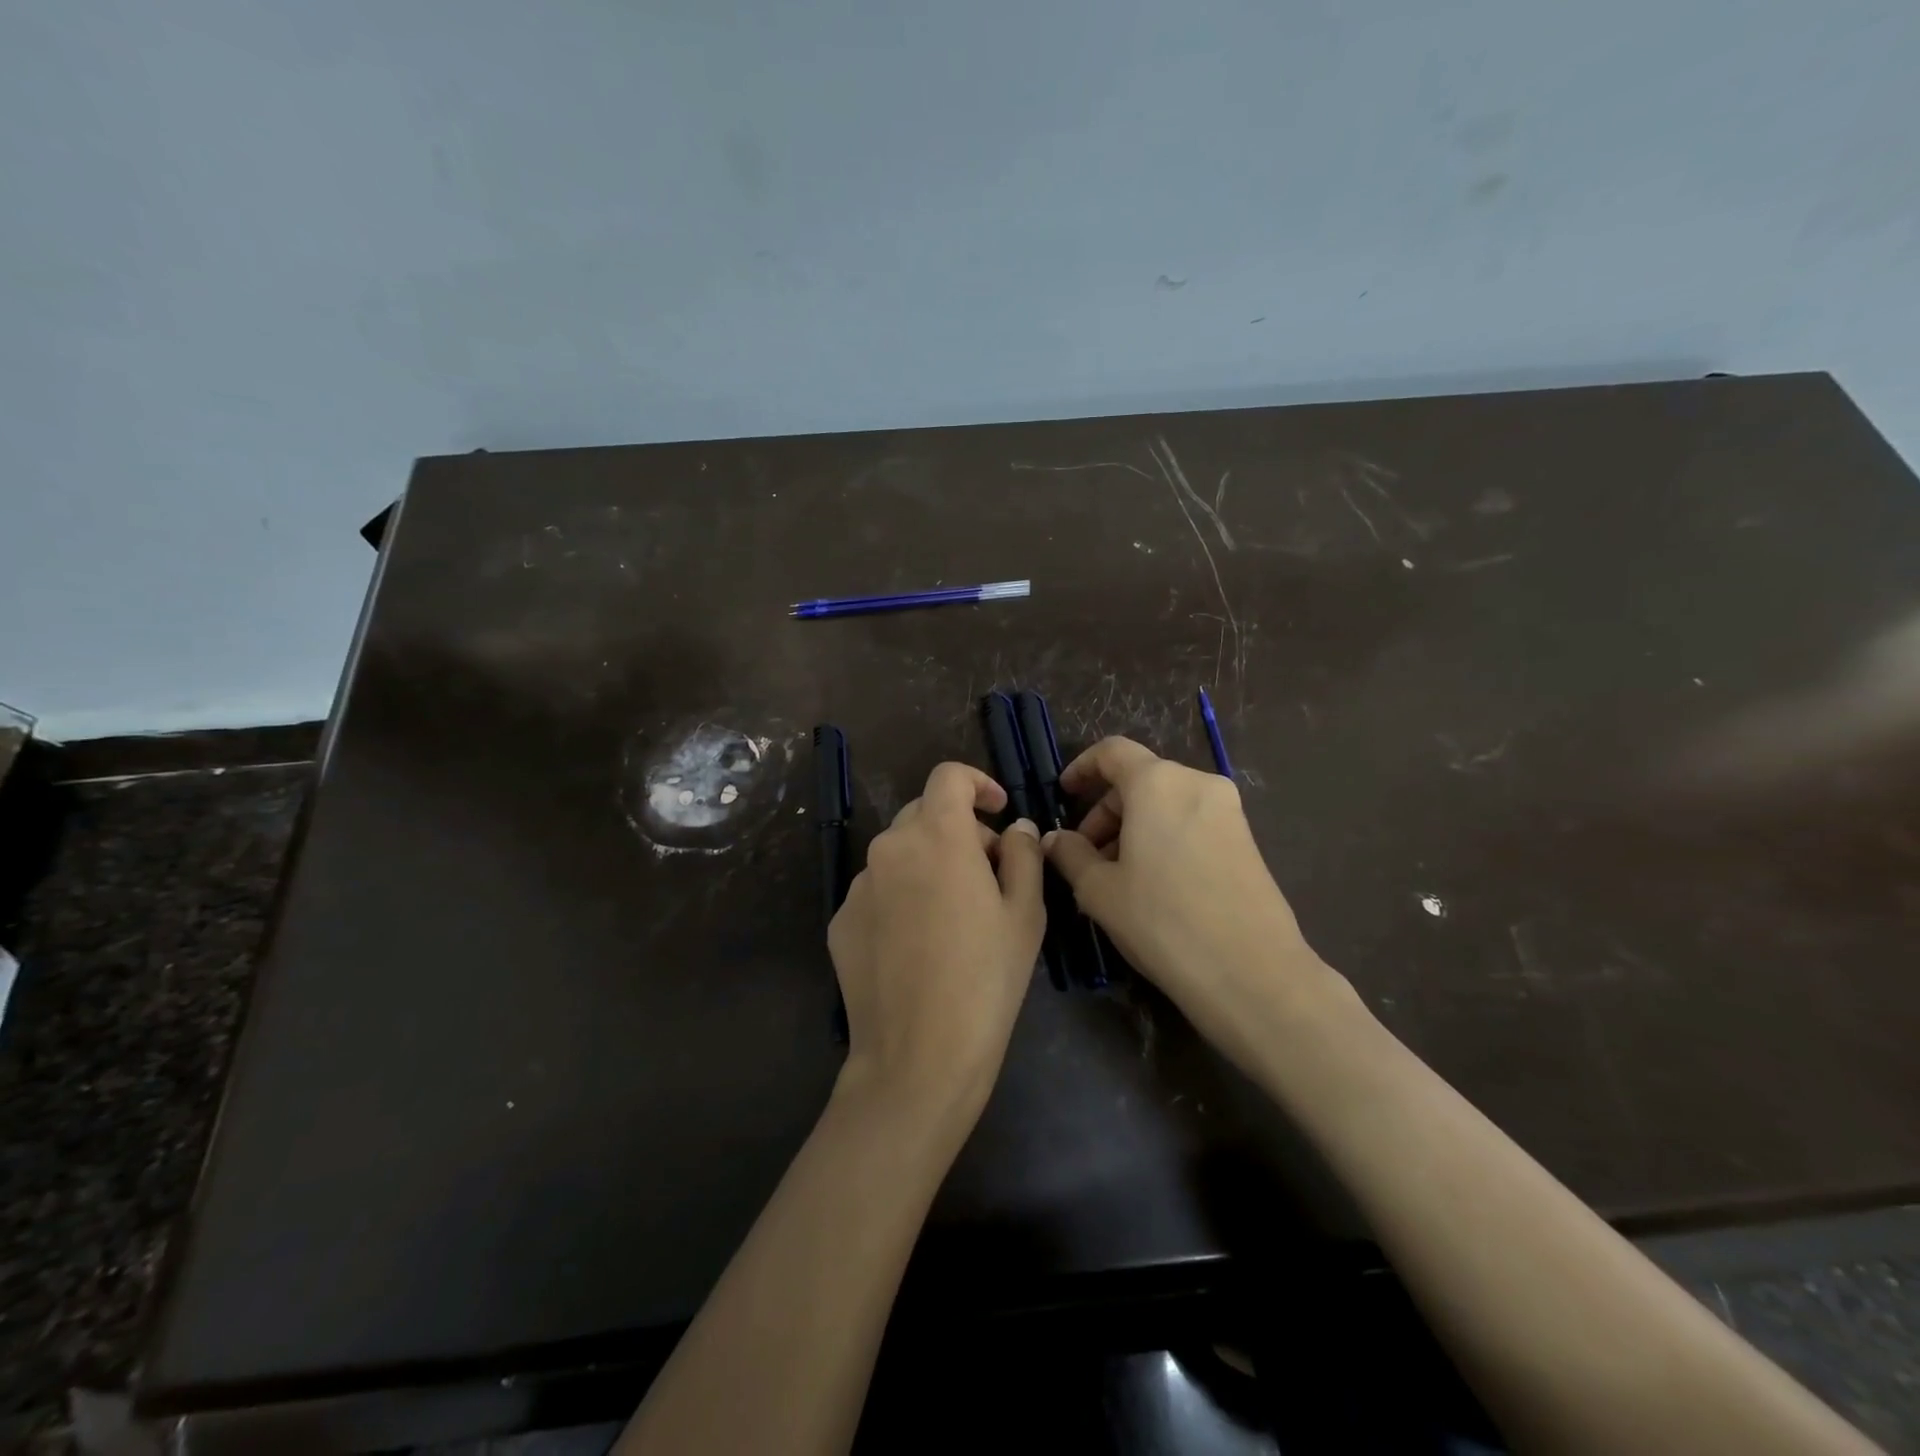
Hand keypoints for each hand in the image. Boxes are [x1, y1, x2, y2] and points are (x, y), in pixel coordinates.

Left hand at [829, 763, 1044, 1124]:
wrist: (918, 1056)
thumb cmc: (986, 979)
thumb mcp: (1025, 913)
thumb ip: (1022, 855)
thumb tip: (1014, 828)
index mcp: (937, 835)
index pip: (949, 777)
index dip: (977, 783)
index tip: (998, 812)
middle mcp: (889, 847)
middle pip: (924, 814)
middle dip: (959, 830)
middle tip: (989, 873)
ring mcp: (858, 885)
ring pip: (899, 854)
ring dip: (928, 864)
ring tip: (954, 917)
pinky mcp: (840, 920)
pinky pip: (877, 891)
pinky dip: (901, 897)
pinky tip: (918, 945)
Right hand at [1042, 737, 1347, 1059]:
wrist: (1253, 974)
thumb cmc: (1163, 921)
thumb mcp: (1099, 890)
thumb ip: (1070, 854)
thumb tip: (1054, 838)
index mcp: (1157, 783)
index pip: (1112, 751)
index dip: (1082, 768)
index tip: (1063, 796)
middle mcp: (1197, 784)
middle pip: (1139, 780)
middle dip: (1105, 812)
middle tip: (1085, 857)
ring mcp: (1228, 811)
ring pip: (1166, 804)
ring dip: (1133, 829)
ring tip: (1115, 878)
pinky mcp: (1246, 840)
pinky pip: (1191, 823)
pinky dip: (1163, 839)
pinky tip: (1152, 886)